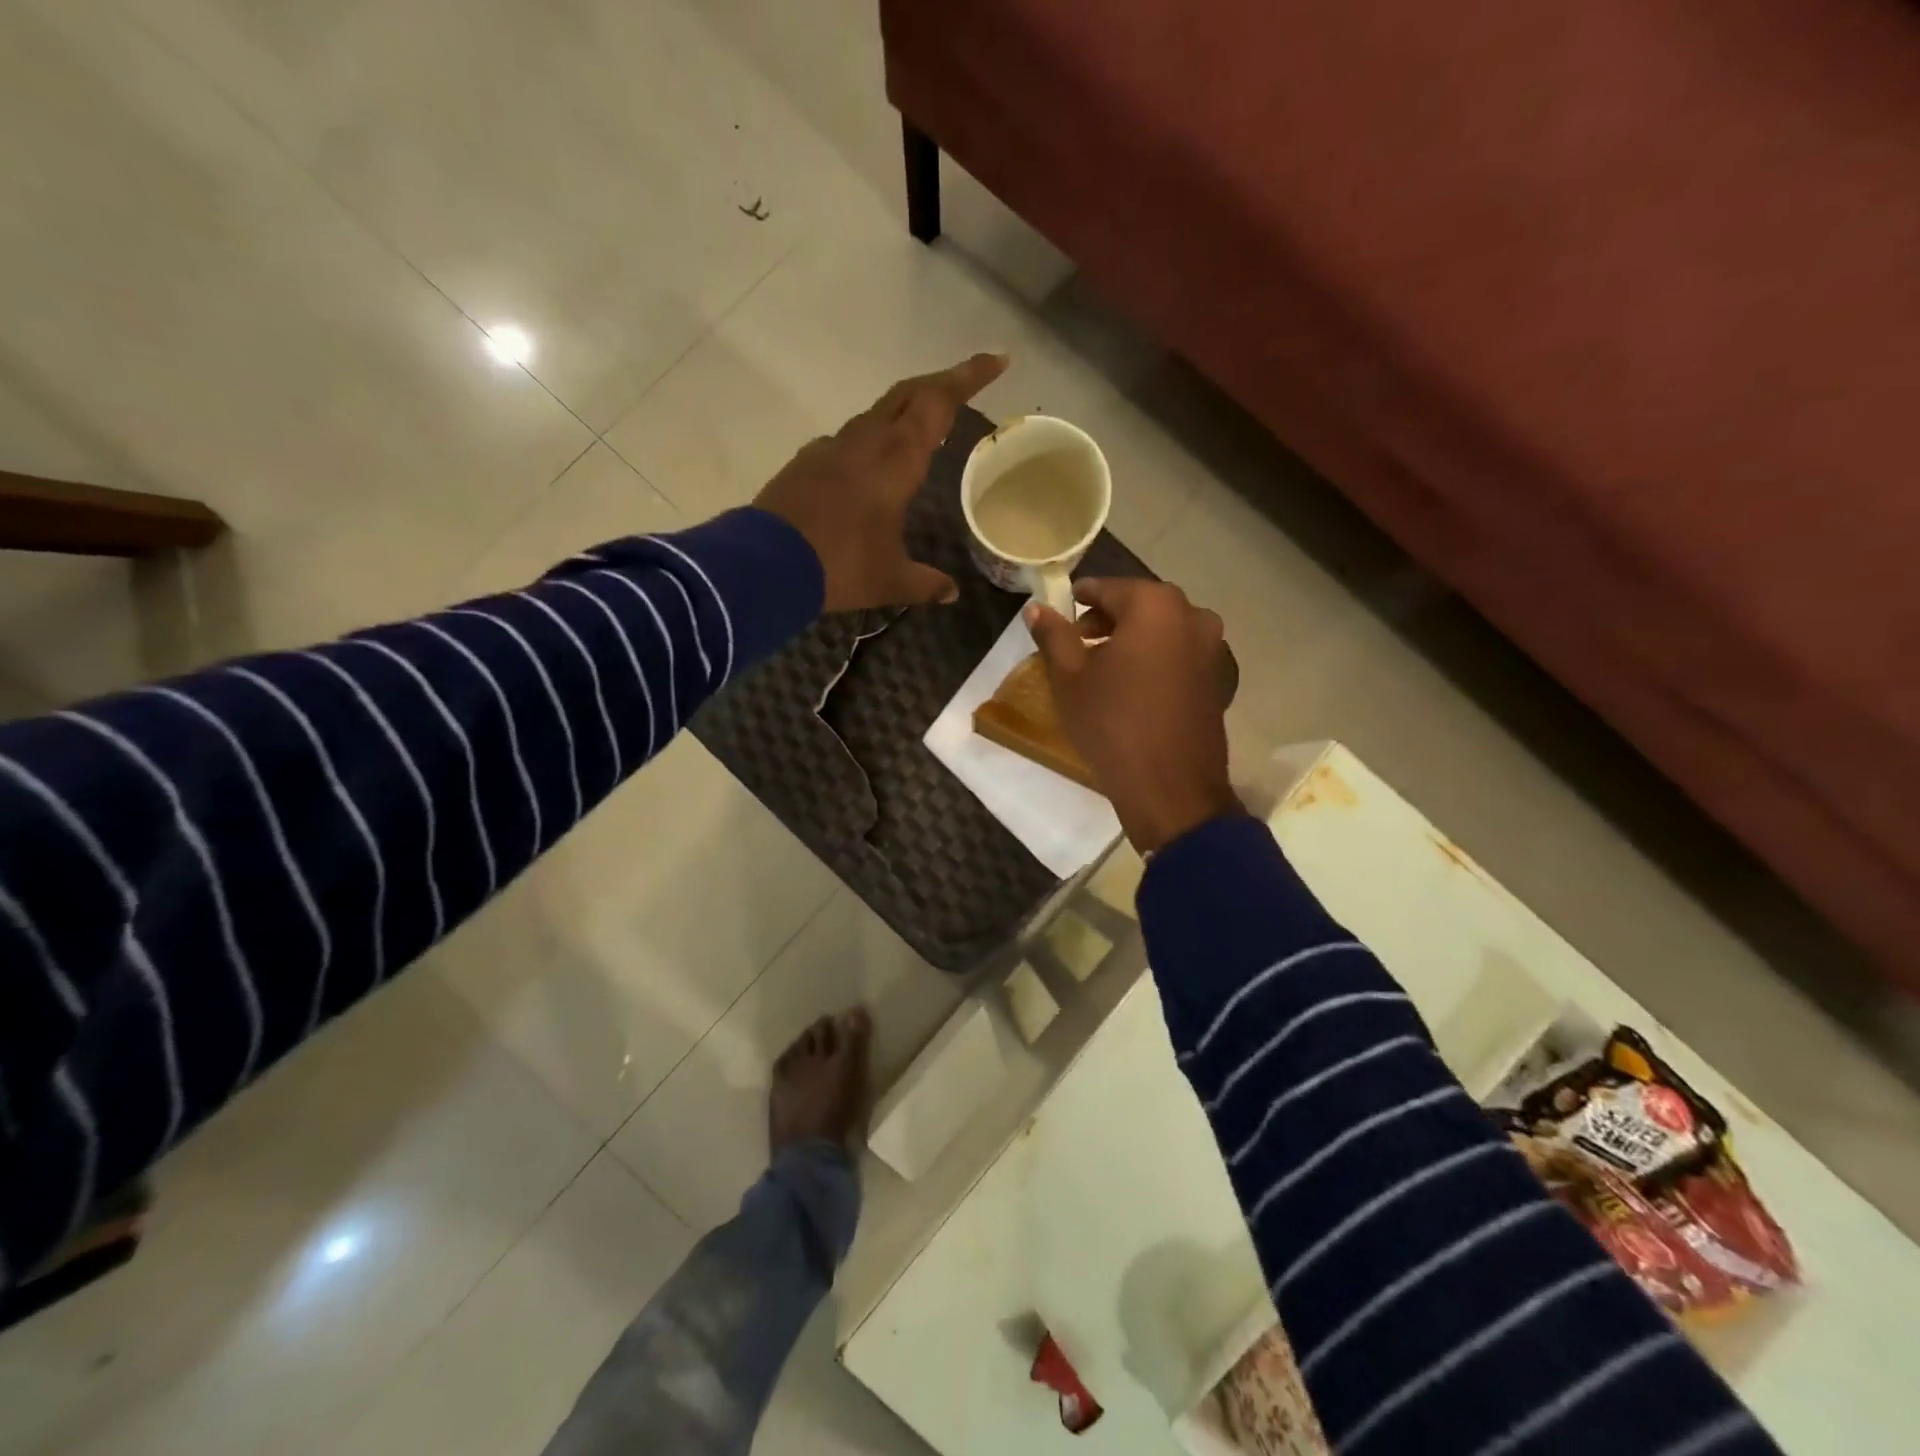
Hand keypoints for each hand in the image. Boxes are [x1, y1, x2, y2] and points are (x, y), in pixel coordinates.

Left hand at [754, 353, 1008, 611]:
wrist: (765, 564)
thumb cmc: (841, 566)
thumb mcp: (890, 580)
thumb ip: (924, 583)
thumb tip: (951, 593)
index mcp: (896, 459)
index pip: (939, 402)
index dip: (969, 377)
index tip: (997, 360)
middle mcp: (866, 441)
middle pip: (907, 393)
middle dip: (940, 384)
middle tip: (963, 386)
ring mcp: (831, 447)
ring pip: (875, 414)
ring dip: (902, 412)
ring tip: (920, 431)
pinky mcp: (806, 462)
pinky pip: (848, 441)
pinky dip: (870, 442)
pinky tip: (870, 468)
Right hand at [1026, 579, 1241, 854]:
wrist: (1171, 788)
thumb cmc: (1113, 724)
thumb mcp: (1070, 678)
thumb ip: (1054, 635)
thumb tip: (1037, 607)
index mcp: (1155, 605)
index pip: (1107, 588)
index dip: (1078, 600)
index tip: (1059, 615)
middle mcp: (1191, 615)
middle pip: (1138, 605)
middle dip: (1106, 619)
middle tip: (1077, 643)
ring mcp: (1211, 647)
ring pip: (1161, 629)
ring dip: (1131, 639)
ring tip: (1102, 668)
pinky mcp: (1217, 678)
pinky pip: (1177, 653)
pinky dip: (1154, 659)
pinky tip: (1132, 688)